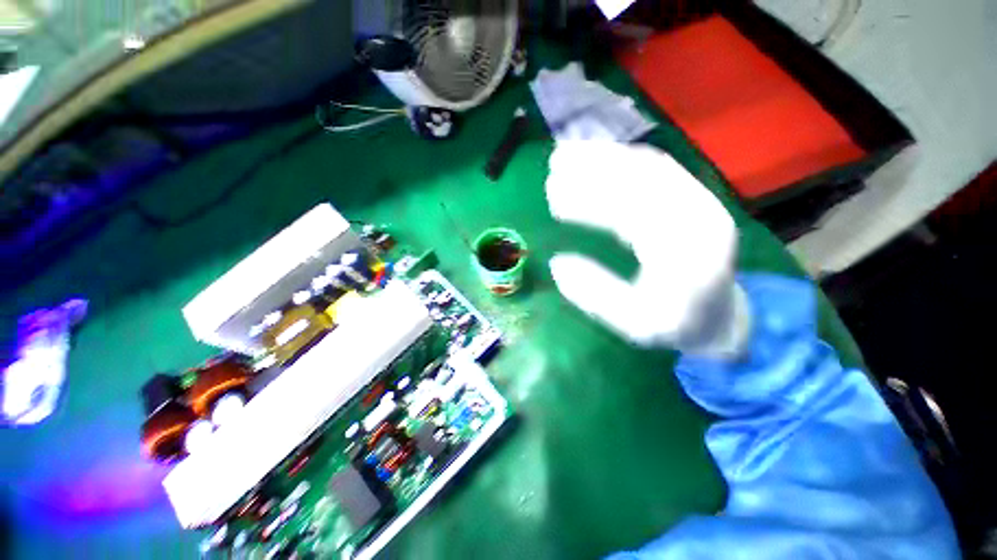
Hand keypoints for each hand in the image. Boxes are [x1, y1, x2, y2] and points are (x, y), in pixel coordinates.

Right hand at [546, 141, 748, 356]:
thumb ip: (597, 297)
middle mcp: (700, 216)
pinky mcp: (690, 195)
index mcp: (689, 253)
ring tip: (564, 154)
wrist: (721, 314)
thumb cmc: (677, 324)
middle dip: (593, 170)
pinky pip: (655, 167)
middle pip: (644, 179)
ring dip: (604, 156)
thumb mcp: (636, 324)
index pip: (633, 215)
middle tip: (552, 168)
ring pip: (648, 165)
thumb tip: (559, 264)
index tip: (554, 202)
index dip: (590, 204)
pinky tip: (593, 157)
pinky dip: (620, 157)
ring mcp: (698, 200)